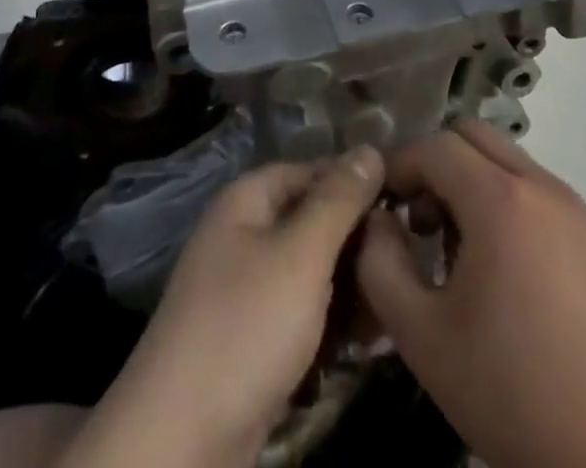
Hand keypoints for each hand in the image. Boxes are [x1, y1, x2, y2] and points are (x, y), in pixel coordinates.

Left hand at [63, 145, 384, 467]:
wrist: (181, 437)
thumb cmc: (247, 325)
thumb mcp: (301, 254)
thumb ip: (338, 201)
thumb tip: (370, 148)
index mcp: (247, 200)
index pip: (310, 170)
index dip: (353, 182)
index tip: (403, 203)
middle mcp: (244, 234)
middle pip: (311, 221)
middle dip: (357, 242)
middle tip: (404, 265)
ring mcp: (245, 289)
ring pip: (311, 272)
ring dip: (350, 287)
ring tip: (391, 309)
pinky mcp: (251, 339)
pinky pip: (301, 313)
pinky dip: (331, 323)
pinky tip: (366, 342)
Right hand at [357, 120, 585, 467]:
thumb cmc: (513, 393)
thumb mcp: (422, 336)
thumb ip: (380, 265)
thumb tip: (378, 221)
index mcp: (500, 199)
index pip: (435, 145)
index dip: (400, 164)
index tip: (384, 203)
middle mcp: (543, 187)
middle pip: (475, 136)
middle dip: (438, 163)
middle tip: (422, 219)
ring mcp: (581, 210)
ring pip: (511, 162)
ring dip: (476, 183)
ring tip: (464, 251)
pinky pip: (544, 195)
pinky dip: (513, 206)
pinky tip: (513, 273)